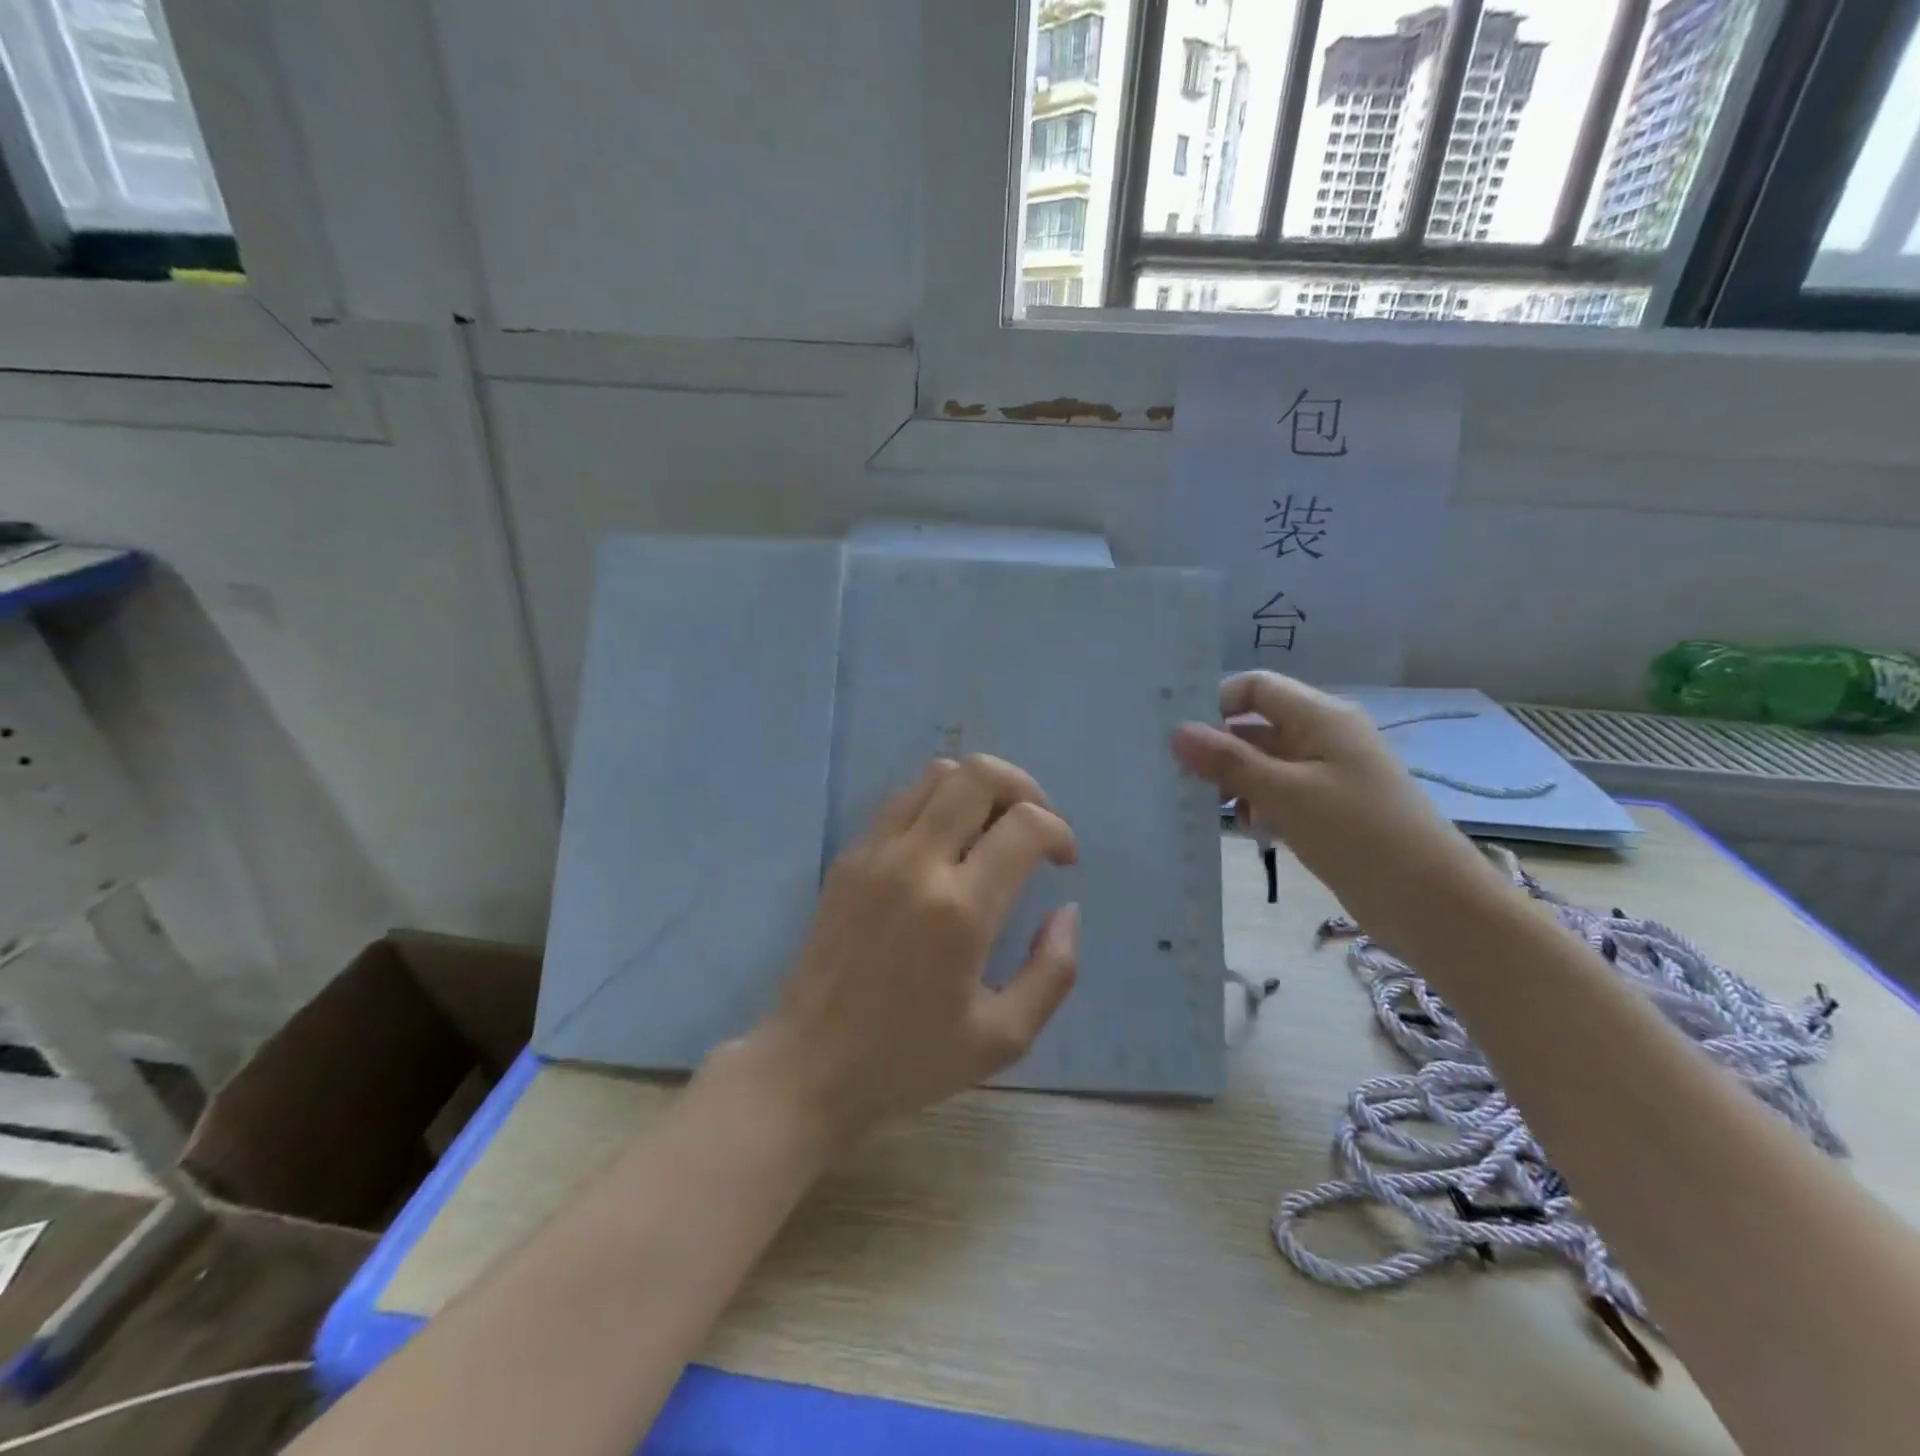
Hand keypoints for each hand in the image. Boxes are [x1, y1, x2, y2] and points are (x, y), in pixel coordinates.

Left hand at [725, 754, 1080, 1150]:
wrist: (808, 1066)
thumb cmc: (909, 1060)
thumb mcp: (1003, 1037)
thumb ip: (1052, 971)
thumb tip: (1067, 911)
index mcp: (960, 911)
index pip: (1025, 825)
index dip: (1059, 831)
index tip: (1064, 862)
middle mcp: (915, 863)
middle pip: (977, 774)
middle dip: (1022, 787)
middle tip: (1034, 826)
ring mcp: (874, 853)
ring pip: (935, 775)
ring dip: (977, 789)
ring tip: (992, 830)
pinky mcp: (847, 858)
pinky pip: (901, 802)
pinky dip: (936, 804)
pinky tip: (945, 848)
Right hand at [1170, 672, 1497, 945]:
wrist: (1431, 903)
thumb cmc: (1359, 834)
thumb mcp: (1286, 794)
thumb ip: (1229, 761)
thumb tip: (1176, 732)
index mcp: (1320, 717)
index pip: (1254, 688)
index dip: (1215, 703)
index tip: (1176, 736)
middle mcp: (1322, 737)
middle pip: (1255, 726)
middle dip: (1217, 748)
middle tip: (1177, 777)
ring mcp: (1325, 774)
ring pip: (1262, 762)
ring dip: (1233, 780)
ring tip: (1209, 807)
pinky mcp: (1326, 808)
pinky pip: (1277, 792)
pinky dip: (1256, 803)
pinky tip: (1246, 828)